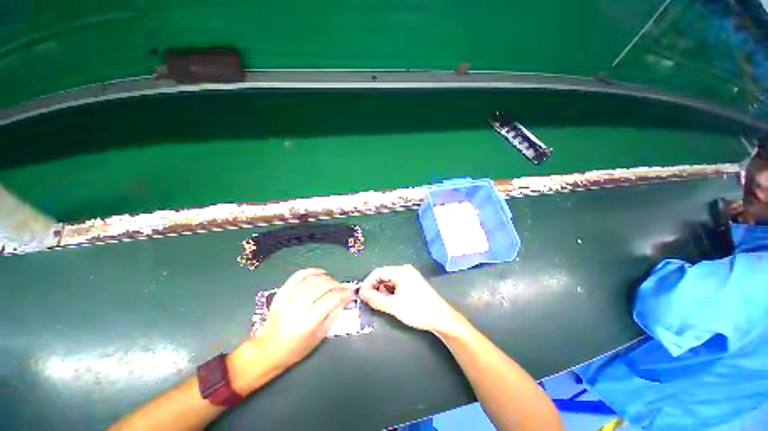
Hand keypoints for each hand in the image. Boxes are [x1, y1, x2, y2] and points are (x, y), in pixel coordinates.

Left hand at [254, 268, 352, 368]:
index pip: (331, 299)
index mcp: (308, 320)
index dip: (343, 293)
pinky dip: (311, 271)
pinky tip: (320, 272)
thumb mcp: (319, 336)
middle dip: (336, 284)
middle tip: (342, 288)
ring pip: (312, 279)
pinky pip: (298, 276)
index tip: (350, 292)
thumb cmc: (296, 348)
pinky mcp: (282, 293)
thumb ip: (334, 314)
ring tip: (332, 283)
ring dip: (326, 278)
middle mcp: (298, 306)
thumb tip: (345, 299)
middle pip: (323, 286)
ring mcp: (288, 297)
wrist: (268, 350)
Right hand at [359, 265, 466, 337]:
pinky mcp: (412, 283)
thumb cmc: (418, 310)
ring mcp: (410, 276)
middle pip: (384, 275)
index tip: (360, 295)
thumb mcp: (394, 306)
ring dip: (382, 290)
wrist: (442, 318)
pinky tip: (389, 301)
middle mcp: (405, 270)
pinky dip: (390, 292)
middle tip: (368, 301)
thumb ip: (376, 299)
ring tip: (379, 302)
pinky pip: (396, 284)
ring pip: (389, 280)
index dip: (367, 283)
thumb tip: (361, 293)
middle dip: (374, 287)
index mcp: (401, 271)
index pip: (378, 272)